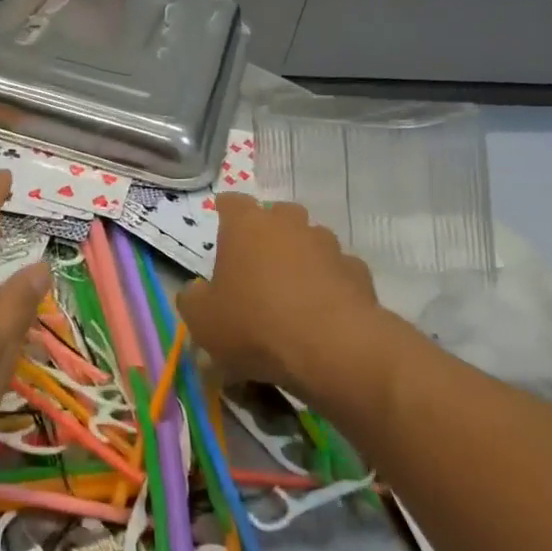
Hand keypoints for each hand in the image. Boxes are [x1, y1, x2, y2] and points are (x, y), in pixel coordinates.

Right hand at [178, 194, 401, 401]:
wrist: (333, 348)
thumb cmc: (255, 324)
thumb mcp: (202, 320)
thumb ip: (193, 298)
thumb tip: (197, 291)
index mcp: (246, 226)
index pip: (232, 202)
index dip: (225, 210)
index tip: (222, 222)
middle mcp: (289, 224)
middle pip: (277, 214)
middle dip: (268, 231)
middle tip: (257, 260)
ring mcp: (328, 246)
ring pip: (311, 240)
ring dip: (301, 256)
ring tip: (292, 289)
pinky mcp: (359, 272)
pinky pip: (338, 271)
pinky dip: (330, 283)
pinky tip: (322, 310)